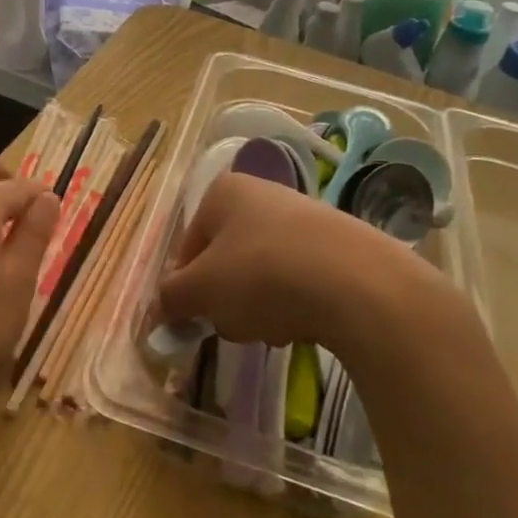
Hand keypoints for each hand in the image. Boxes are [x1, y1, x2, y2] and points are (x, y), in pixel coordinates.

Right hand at [157, 173, 471, 359]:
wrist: (359, 284)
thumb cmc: (262, 275)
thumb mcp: (201, 290)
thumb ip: (170, 298)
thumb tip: (157, 309)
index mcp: (223, 192)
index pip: (187, 247)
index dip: (187, 287)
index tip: (196, 318)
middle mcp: (263, 194)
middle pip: (226, 261)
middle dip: (226, 299)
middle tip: (236, 322)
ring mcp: (304, 217)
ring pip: (261, 274)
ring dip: (258, 307)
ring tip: (275, 326)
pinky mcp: (339, 245)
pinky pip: (299, 280)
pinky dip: (295, 304)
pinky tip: (305, 323)